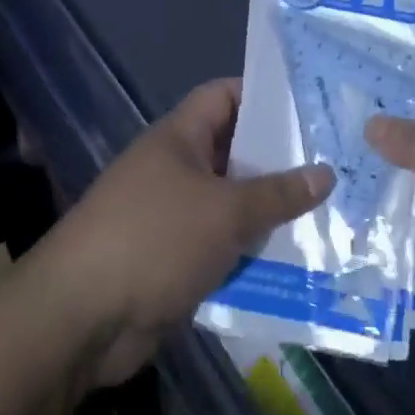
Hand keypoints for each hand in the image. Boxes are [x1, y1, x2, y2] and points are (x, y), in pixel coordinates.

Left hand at [32, 79, 333, 386]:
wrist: (80, 319)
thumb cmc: (154, 240)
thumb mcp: (225, 211)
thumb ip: (277, 193)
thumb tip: (326, 173)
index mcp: (178, 138)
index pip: (224, 96)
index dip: (263, 94)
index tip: (309, 106)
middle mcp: (174, 170)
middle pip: (234, 152)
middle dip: (279, 160)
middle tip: (334, 163)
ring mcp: (172, 217)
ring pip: (231, 204)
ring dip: (269, 212)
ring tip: (327, 212)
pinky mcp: (173, 261)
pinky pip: (221, 246)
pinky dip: (250, 251)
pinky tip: (294, 260)